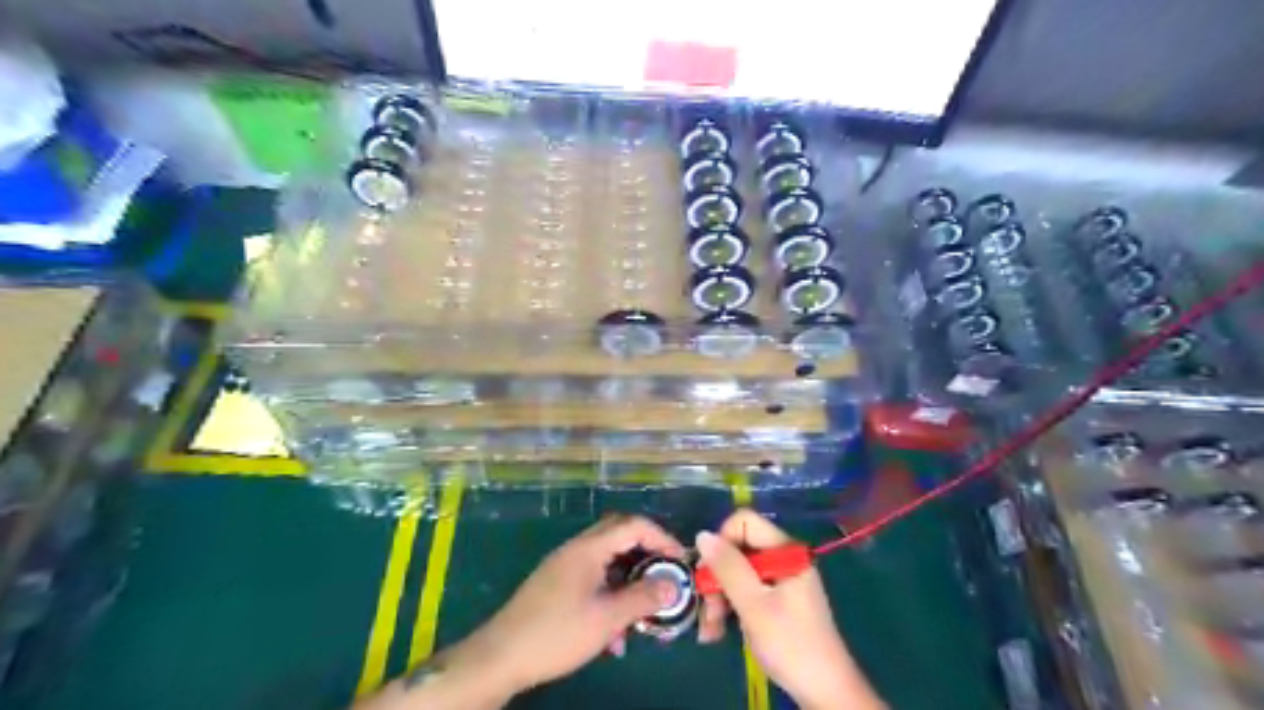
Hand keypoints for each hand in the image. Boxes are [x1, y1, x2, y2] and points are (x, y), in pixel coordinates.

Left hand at [461, 516, 686, 693]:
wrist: (501, 656)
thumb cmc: (557, 632)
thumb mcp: (607, 618)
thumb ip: (643, 598)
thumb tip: (673, 585)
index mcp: (589, 548)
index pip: (633, 525)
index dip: (662, 538)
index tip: (680, 561)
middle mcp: (577, 549)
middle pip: (620, 536)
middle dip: (647, 555)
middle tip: (665, 576)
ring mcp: (564, 566)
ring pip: (607, 561)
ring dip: (628, 580)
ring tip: (643, 611)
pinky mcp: (556, 585)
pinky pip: (593, 579)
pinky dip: (610, 595)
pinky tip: (613, 633)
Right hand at [692, 511, 887, 708]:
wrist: (824, 691)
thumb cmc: (790, 644)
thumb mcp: (753, 604)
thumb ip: (728, 567)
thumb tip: (701, 534)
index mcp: (786, 551)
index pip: (744, 522)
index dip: (722, 541)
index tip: (710, 571)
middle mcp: (783, 558)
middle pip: (738, 549)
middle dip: (717, 577)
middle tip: (708, 608)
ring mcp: (780, 580)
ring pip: (737, 572)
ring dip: (719, 597)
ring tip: (710, 629)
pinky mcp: (776, 600)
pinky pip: (745, 591)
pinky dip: (730, 607)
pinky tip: (718, 632)